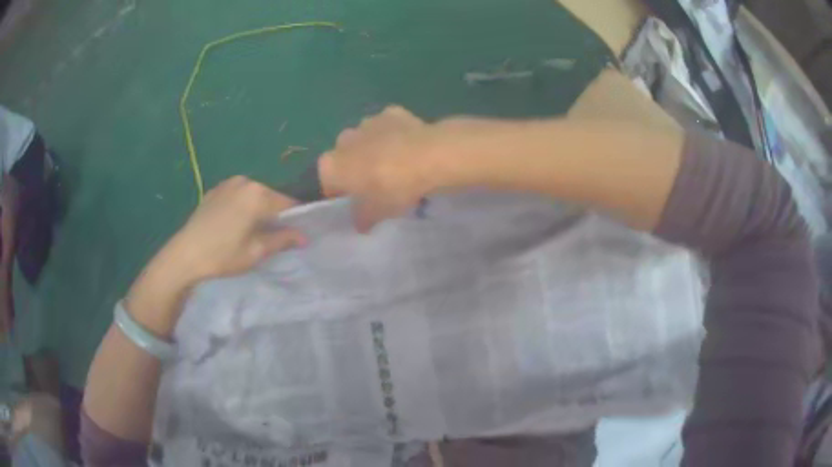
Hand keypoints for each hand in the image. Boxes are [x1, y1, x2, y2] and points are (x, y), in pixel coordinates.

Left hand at [161, 176, 305, 283]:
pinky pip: (237, 196)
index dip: (295, 220)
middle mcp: (245, 181)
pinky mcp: (215, 190)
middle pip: (271, 197)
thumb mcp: (256, 251)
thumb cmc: (223, 255)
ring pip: (254, 196)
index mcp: (258, 194)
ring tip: (251, 232)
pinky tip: (233, 225)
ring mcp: (228, 183)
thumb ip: (283, 239)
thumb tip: (305, 236)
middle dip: (275, 215)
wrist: (185, 255)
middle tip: (272, 238)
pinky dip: (242, 207)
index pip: (289, 204)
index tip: (296, 236)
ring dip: (258, 210)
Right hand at [319, 106, 438, 232]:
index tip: (356, 202)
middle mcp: (344, 140)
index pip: (327, 181)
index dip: (340, 193)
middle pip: (345, 156)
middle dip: (356, 167)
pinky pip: (388, 126)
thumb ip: (363, 218)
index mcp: (331, 165)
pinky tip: (410, 147)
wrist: (428, 157)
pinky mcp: (392, 112)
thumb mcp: (376, 213)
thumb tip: (360, 223)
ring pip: (365, 138)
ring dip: (374, 148)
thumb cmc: (393, 189)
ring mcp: (367, 122)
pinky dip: (395, 134)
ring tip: (396, 165)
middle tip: (376, 185)